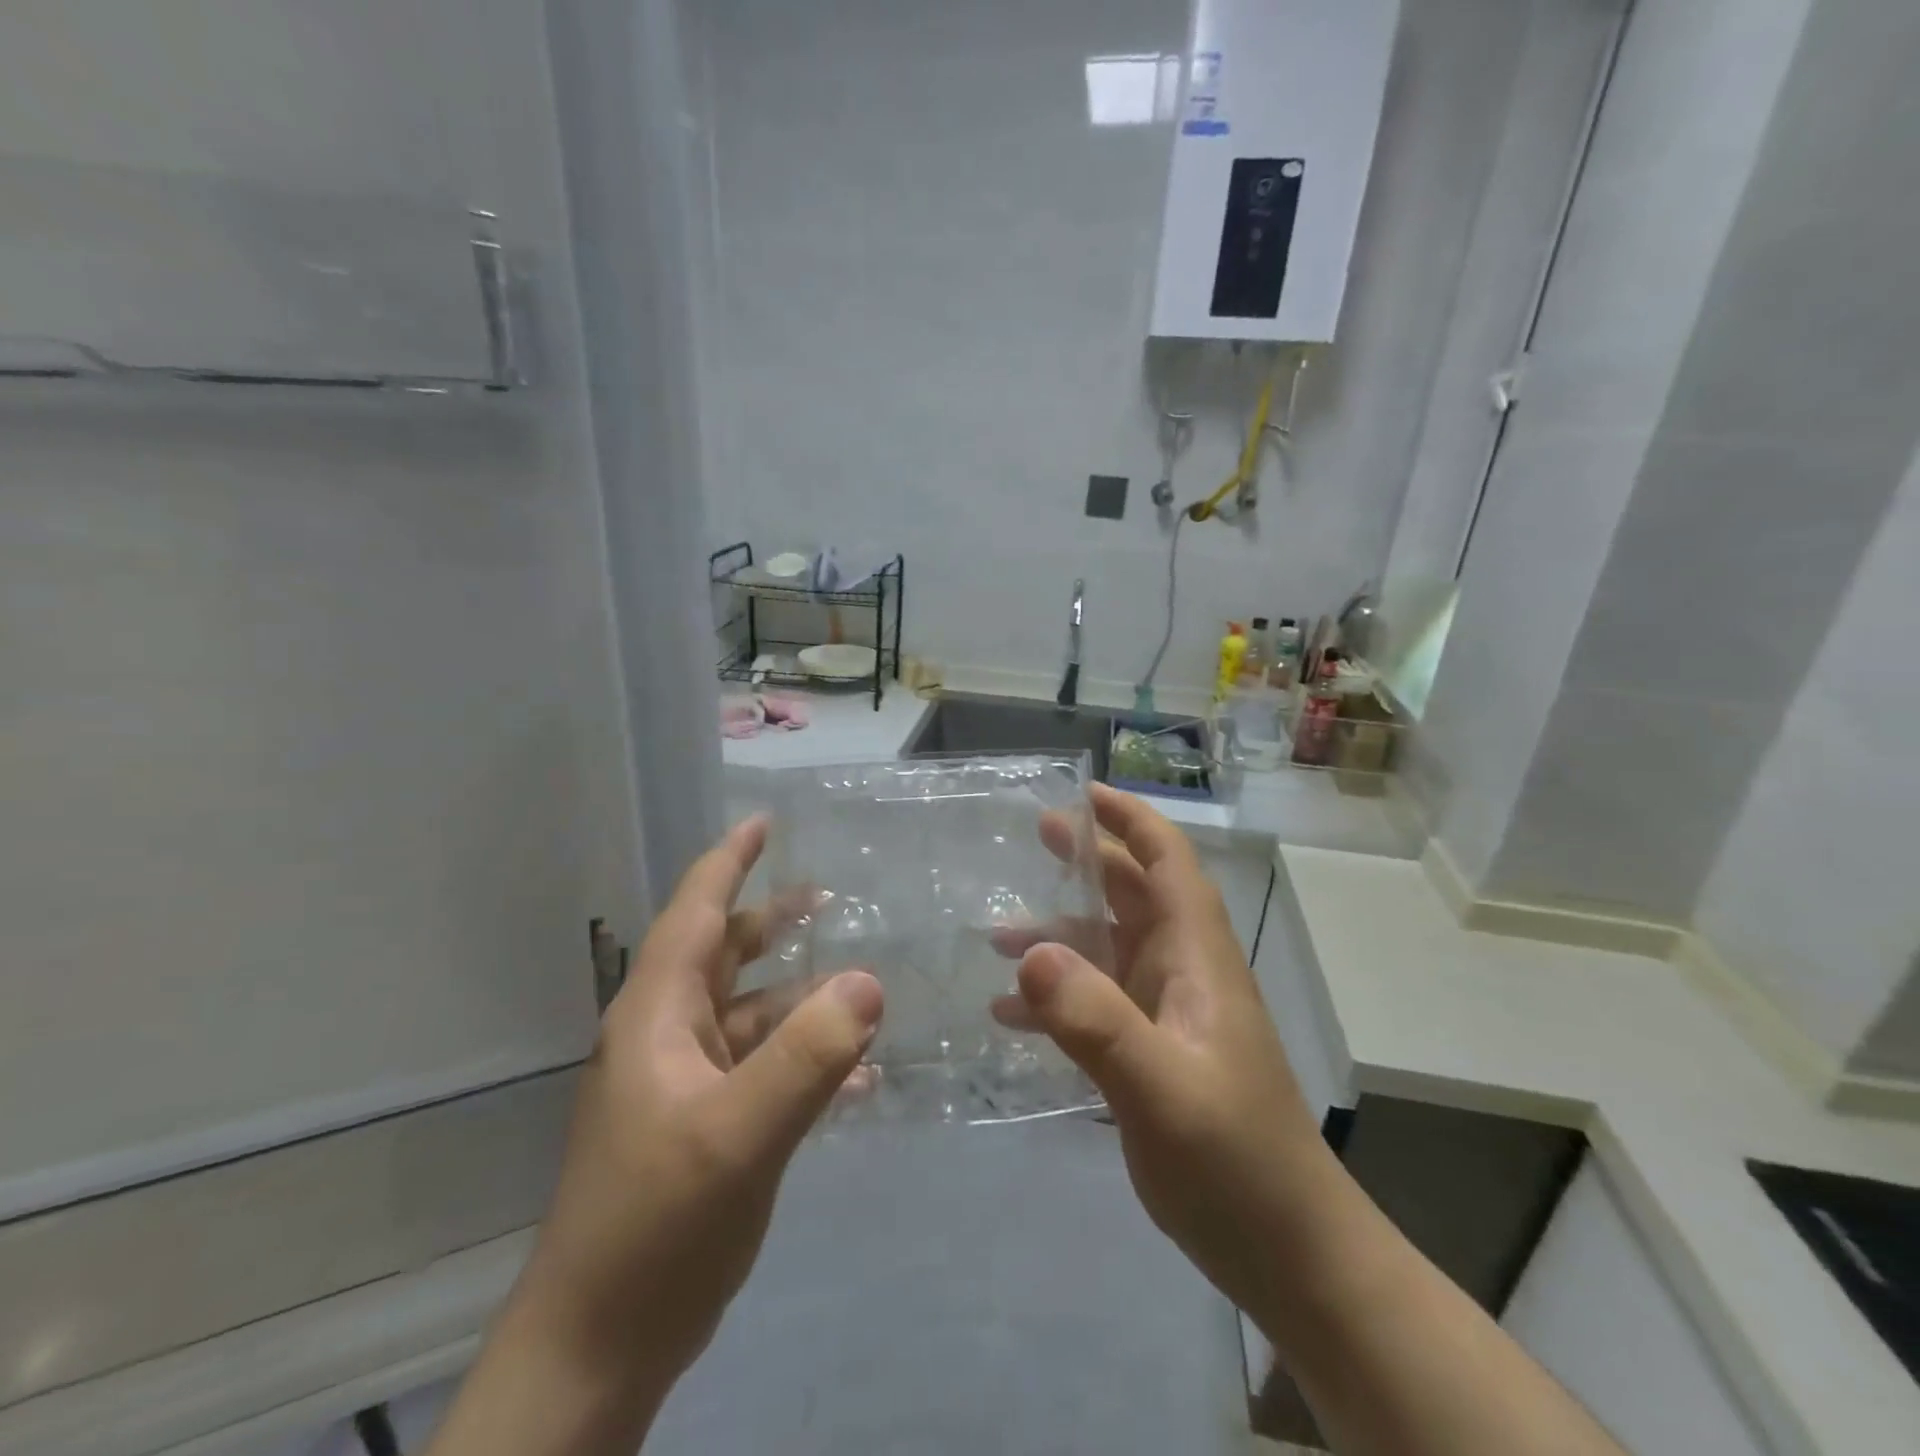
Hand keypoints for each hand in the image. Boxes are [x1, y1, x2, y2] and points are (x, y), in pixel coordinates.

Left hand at [515, 816, 883, 1396]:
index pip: (695, 913)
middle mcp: (669, 1037)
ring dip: (801, 995)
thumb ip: (806, 1056)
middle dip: (774, 922)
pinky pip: (766, 1069)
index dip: (728, 863)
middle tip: (830, 897)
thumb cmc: (654, 1225)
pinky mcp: (707, 1126)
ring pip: (752, 1014)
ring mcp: (687, 1084)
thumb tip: (869, 981)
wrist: (600, 1347)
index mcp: (658, 1016)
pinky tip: (861, 1076)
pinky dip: (807, 1058)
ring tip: (860, 981)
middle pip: (726, 956)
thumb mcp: (737, 1135)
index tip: (763, 823)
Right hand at [995, 784, 1337, 1326]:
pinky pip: (1095, 1005)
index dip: (1132, 821)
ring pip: (1108, 950)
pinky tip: (1009, 1015)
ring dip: (1059, 936)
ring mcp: (1167, 1016)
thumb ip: (1096, 1020)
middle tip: (1033, 837)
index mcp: (1196, 959)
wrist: (1288, 1255)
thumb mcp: (1161, 1089)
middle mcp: (1182, 974)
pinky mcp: (1150, 1055)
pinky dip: (1056, 999)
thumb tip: (1030, 951)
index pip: (1169, 864)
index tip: (1083, 795)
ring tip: (996, 934)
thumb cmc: (1235, 1162)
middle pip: (1134, 896)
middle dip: (1089, 862)